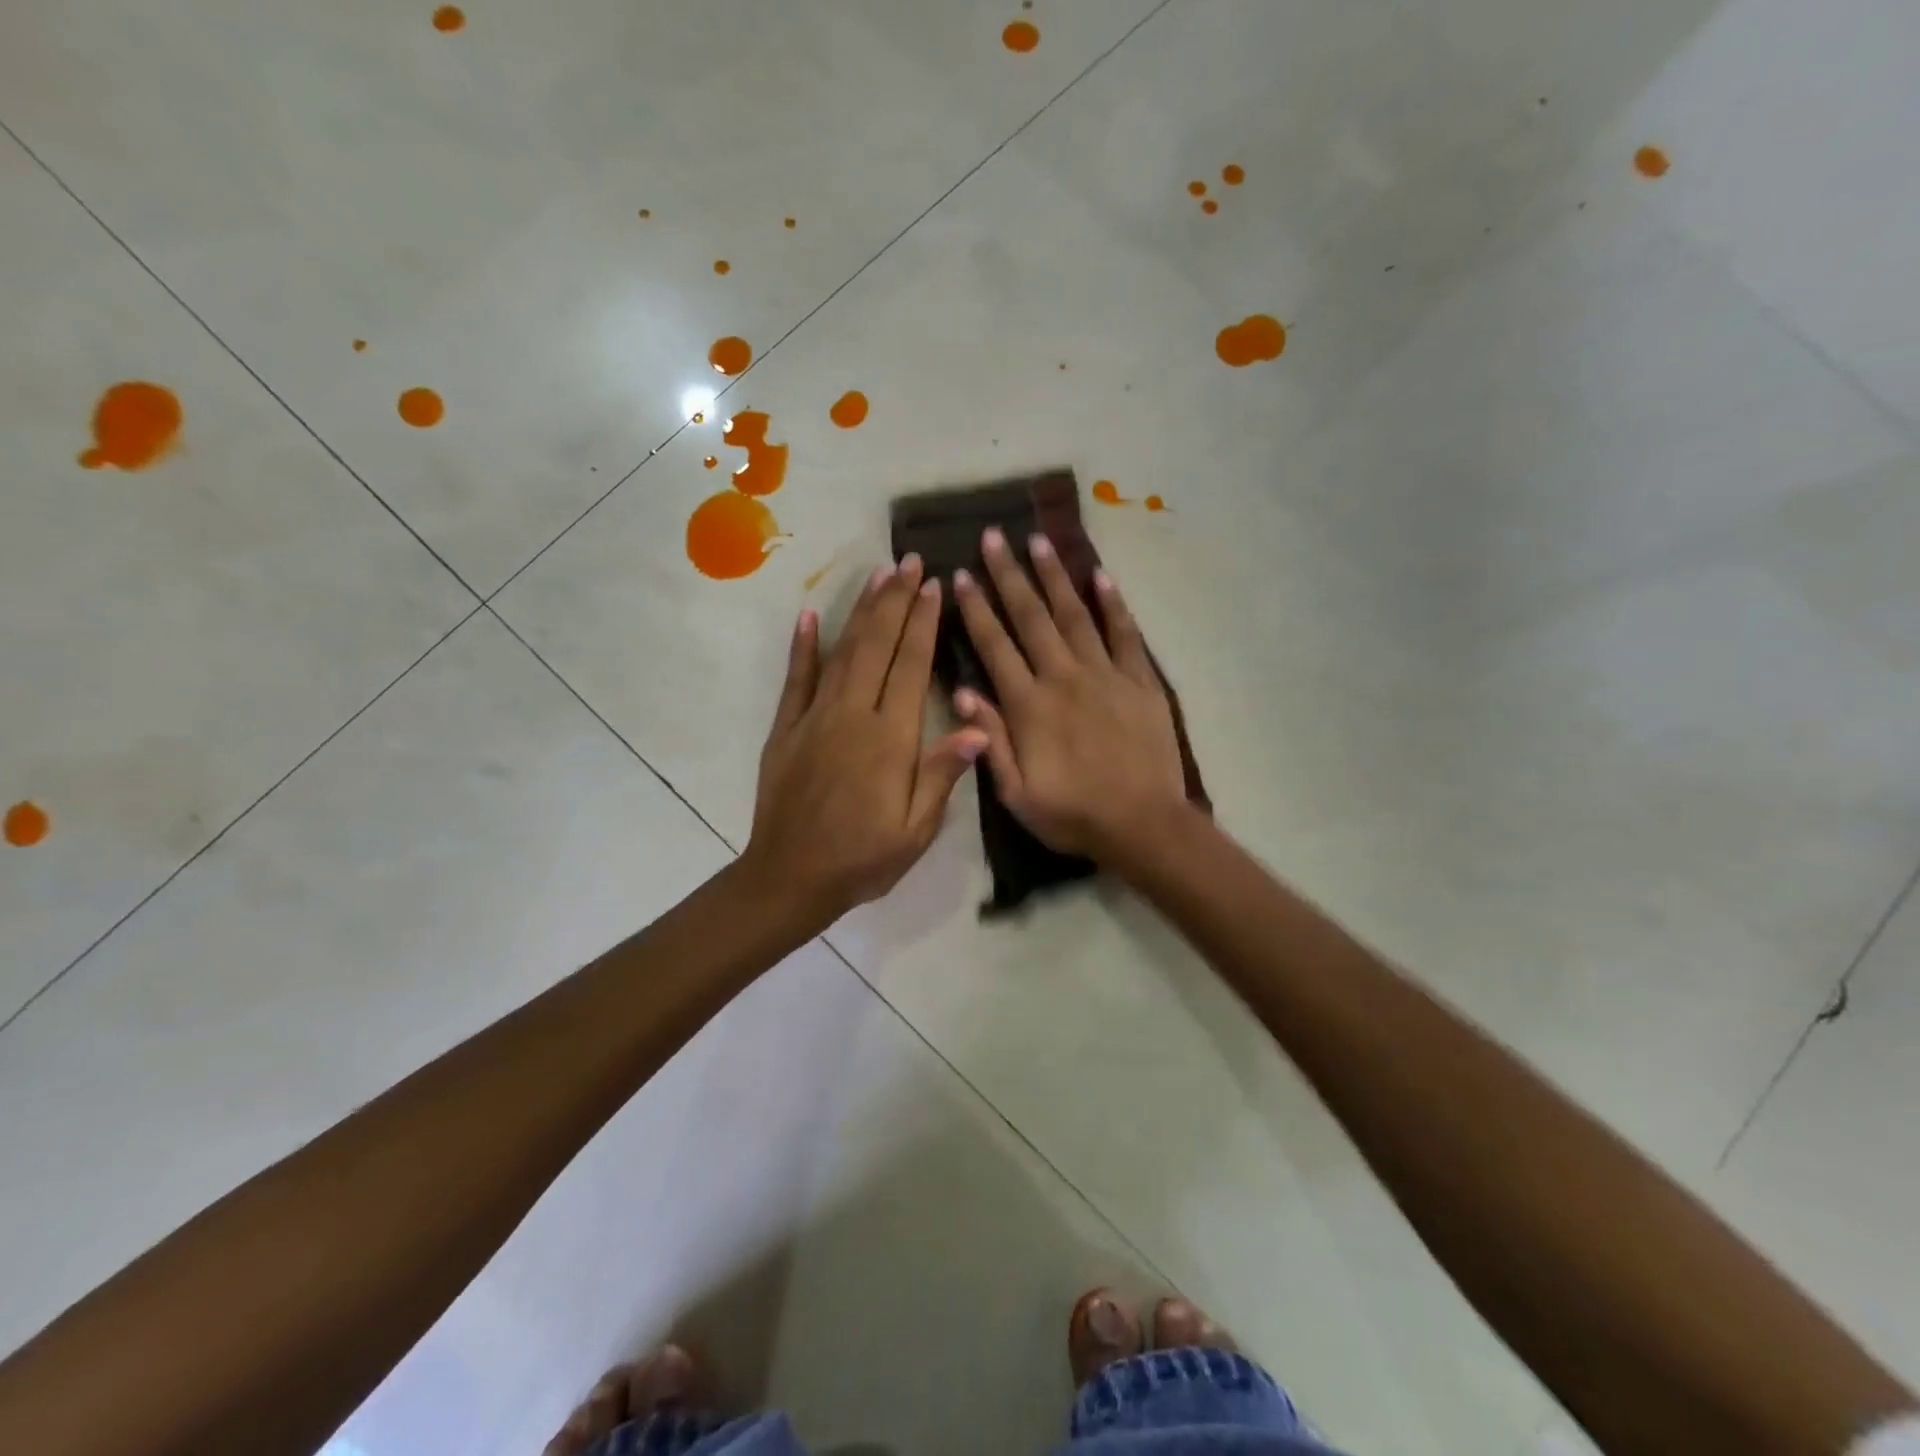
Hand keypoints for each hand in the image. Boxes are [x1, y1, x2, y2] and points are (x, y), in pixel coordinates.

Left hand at [742, 555, 988, 929]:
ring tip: (878, 576)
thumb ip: (942, 774)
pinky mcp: (786, 728)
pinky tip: (809, 615)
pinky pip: (796, 679)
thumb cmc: (863, 859)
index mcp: (890, 739)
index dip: (924, 624)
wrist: (791, 878)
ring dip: (861, 611)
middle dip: (896, 601)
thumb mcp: (916, 829)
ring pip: (843, 652)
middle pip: (878, 646)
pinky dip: (803, 646)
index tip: (934, 587)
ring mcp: (815, 718)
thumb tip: (979, 727)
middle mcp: (853, 715)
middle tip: (910, 563)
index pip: (912, 667)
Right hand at [952, 527, 1187, 859]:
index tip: (961, 575)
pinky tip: (1101, 576)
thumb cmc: (1073, 815)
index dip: (976, 609)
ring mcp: (1105, 675)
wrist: (1143, 825)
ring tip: (1039, 541)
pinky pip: (1125, 634)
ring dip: (1055, 576)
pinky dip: (1113, 604)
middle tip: (994, 536)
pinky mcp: (1140, 681)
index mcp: (1028, 706)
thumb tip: (963, 692)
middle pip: (1031, 618)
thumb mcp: (1016, 793)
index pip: (995, 646)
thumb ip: (990, 740)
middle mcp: (1063, 678)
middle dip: (1009, 575)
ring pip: (1074, 615)